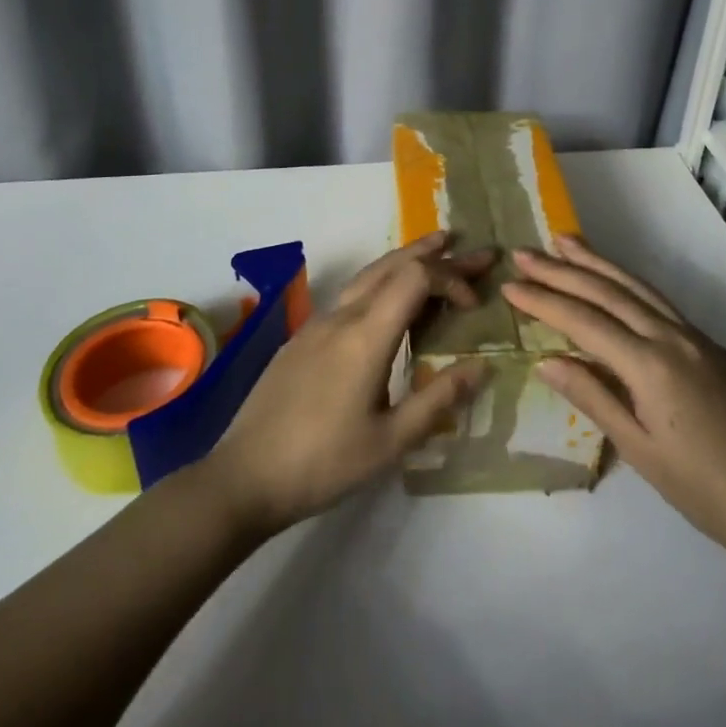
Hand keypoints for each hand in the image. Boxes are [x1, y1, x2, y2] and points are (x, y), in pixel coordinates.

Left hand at [203, 233, 489, 535]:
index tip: (475, 306)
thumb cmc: (323, 462)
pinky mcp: (303, 336)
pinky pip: (352, 293)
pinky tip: (391, 298)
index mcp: (366, 335)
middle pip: (394, 264)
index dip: (452, 280)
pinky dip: (383, 280)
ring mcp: (318, 322)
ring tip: (438, 250)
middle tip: (473, 250)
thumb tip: (481, 366)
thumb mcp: (390, 442)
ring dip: (407, 259)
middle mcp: (342, 316)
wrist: (245, 476)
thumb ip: (438, 400)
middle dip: (437, 254)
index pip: (416, 278)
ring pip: (369, 274)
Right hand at [504, 236, 725, 563]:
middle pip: (608, 292)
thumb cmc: (701, 489)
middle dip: (562, 270)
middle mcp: (673, 337)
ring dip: (597, 262)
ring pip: (637, 287)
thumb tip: (547, 360)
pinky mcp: (711, 345)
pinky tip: (613, 281)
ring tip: (564, 241)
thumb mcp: (638, 449)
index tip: (510, 286)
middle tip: (524, 253)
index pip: (584, 322)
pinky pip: (660, 302)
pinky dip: (628, 283)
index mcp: (651, 365)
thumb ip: (593, 397)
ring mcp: (696, 337)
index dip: (544, 302)